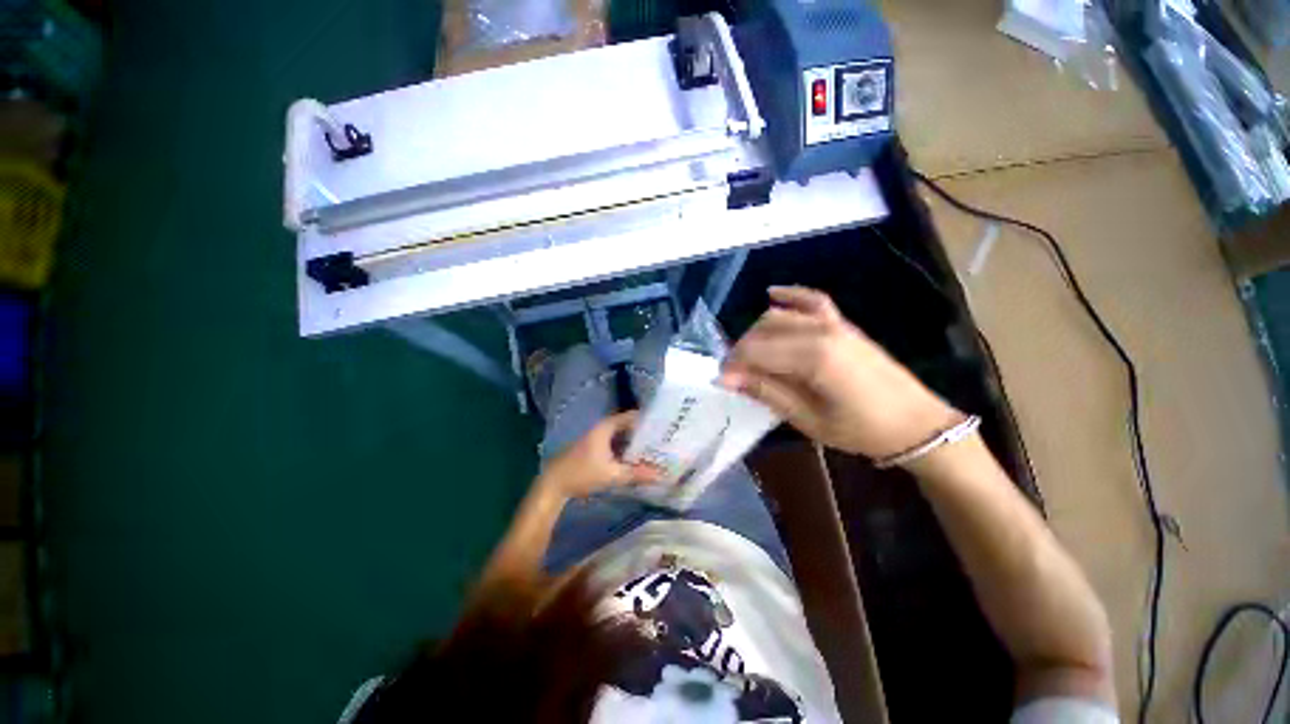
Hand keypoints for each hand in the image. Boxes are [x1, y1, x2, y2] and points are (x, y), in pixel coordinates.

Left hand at [539, 411, 661, 498]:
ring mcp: (596, 438)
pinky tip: (635, 459)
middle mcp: (602, 428)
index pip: (631, 416)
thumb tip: (660, 475)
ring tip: (653, 449)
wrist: (553, 484)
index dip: (647, 419)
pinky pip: (614, 444)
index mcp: (606, 427)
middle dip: (643, 433)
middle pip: (627, 426)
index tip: (663, 425)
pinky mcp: (593, 448)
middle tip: (662, 439)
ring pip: (621, 436)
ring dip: (634, 442)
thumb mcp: (612, 475)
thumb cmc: (582, 474)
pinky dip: (625, 449)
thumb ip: (637, 474)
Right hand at [719, 286, 961, 459]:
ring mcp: (833, 323)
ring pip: (780, 316)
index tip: (722, 381)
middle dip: (741, 350)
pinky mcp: (843, 324)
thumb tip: (727, 378)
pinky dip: (790, 295)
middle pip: (763, 330)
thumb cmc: (861, 430)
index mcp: (813, 357)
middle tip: (735, 375)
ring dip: (757, 332)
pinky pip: (812, 300)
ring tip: (750, 356)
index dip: (733, 365)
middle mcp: (820, 331)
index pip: (756, 351)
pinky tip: (772, 294)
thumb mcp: (808, 419)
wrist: (916, 424)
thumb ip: (766, 392)